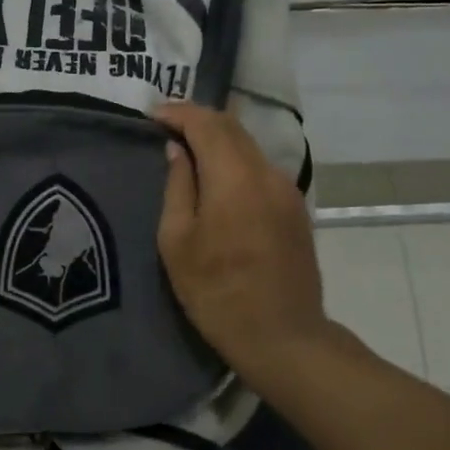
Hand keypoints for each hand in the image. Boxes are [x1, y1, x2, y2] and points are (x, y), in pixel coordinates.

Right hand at [155, 103, 338, 395]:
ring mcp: (287, 190)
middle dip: (199, 119)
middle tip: (167, 124)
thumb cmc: (216, 293)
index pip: (207, 124)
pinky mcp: (296, 208)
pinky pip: (261, 168)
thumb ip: (178, 187)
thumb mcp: (177, 242)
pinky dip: (236, 160)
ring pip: (250, 146)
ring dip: (219, 139)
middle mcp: (267, 174)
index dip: (179, 113)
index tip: (153, 114)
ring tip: (188, 148)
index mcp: (234, 179)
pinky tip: (218, 176)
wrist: (282, 336)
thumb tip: (178, 151)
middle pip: (233, 128)